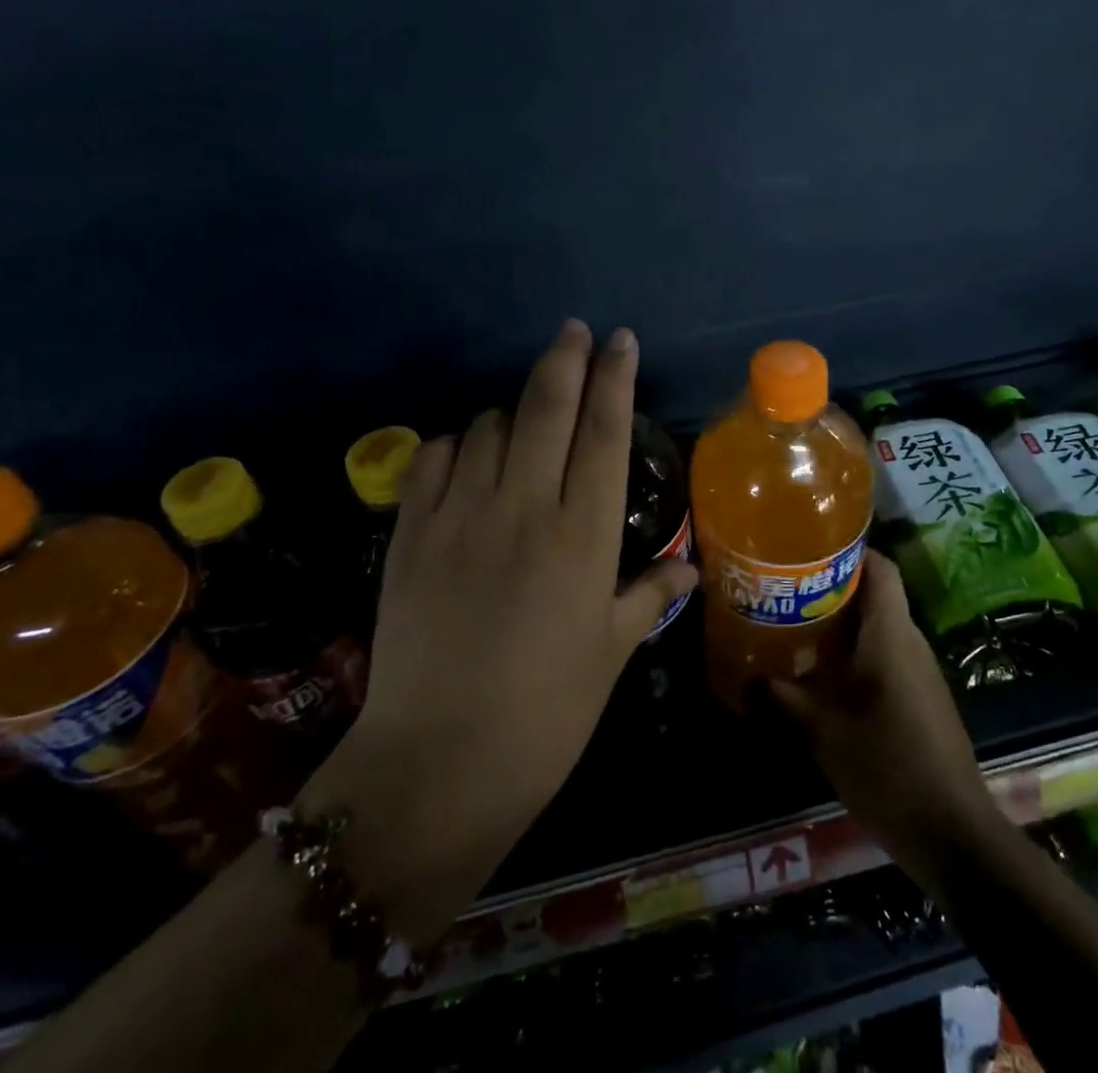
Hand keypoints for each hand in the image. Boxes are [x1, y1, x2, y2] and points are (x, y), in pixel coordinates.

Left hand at [304, 320, 696, 941]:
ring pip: (489, 424)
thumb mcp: (610, 653)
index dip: (615, 377)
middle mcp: (523, 507)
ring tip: (525, 424)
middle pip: (546, 405)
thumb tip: (688, 567)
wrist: (436, 767)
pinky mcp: (409, 533)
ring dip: (512, 410)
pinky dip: (457, 444)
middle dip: (565, 356)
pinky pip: (434, 457)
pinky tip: (468, 458)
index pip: (605, 431)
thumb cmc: (546, 714)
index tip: (620, 340)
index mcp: (583, 535)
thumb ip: (648, 595)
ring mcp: (459, 515)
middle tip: (574, 331)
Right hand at [768, 552, 999, 873]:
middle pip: (874, 595)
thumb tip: (745, 680)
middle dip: (829, 588)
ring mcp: (919, 672)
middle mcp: (910, 642)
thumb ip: (782, 699)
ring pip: (877, 628)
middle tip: (784, 589)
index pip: (880, 567)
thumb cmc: (888, 767)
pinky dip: (853, 655)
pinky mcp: (920, 699)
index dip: (848, 549)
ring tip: (792, 627)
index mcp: (891, 634)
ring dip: (839, 625)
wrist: (954, 835)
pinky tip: (820, 675)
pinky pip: (884, 658)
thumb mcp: (823, 732)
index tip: (807, 548)